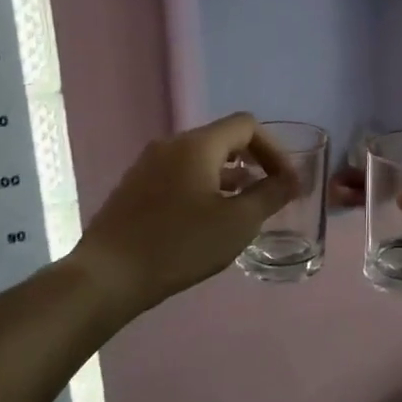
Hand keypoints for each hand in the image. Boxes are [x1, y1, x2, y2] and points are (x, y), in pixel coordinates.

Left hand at [72, 113, 296, 320]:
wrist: (108, 276)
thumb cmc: (180, 245)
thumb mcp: (238, 223)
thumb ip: (270, 196)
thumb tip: (292, 179)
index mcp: (197, 145)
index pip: (246, 125)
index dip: (274, 149)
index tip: (285, 181)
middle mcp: (171, 145)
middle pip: (222, 139)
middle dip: (252, 163)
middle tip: (268, 194)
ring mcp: (147, 166)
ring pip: (199, 159)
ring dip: (227, 177)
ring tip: (241, 209)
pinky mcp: (133, 188)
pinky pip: (178, 175)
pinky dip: (202, 187)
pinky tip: (205, 220)